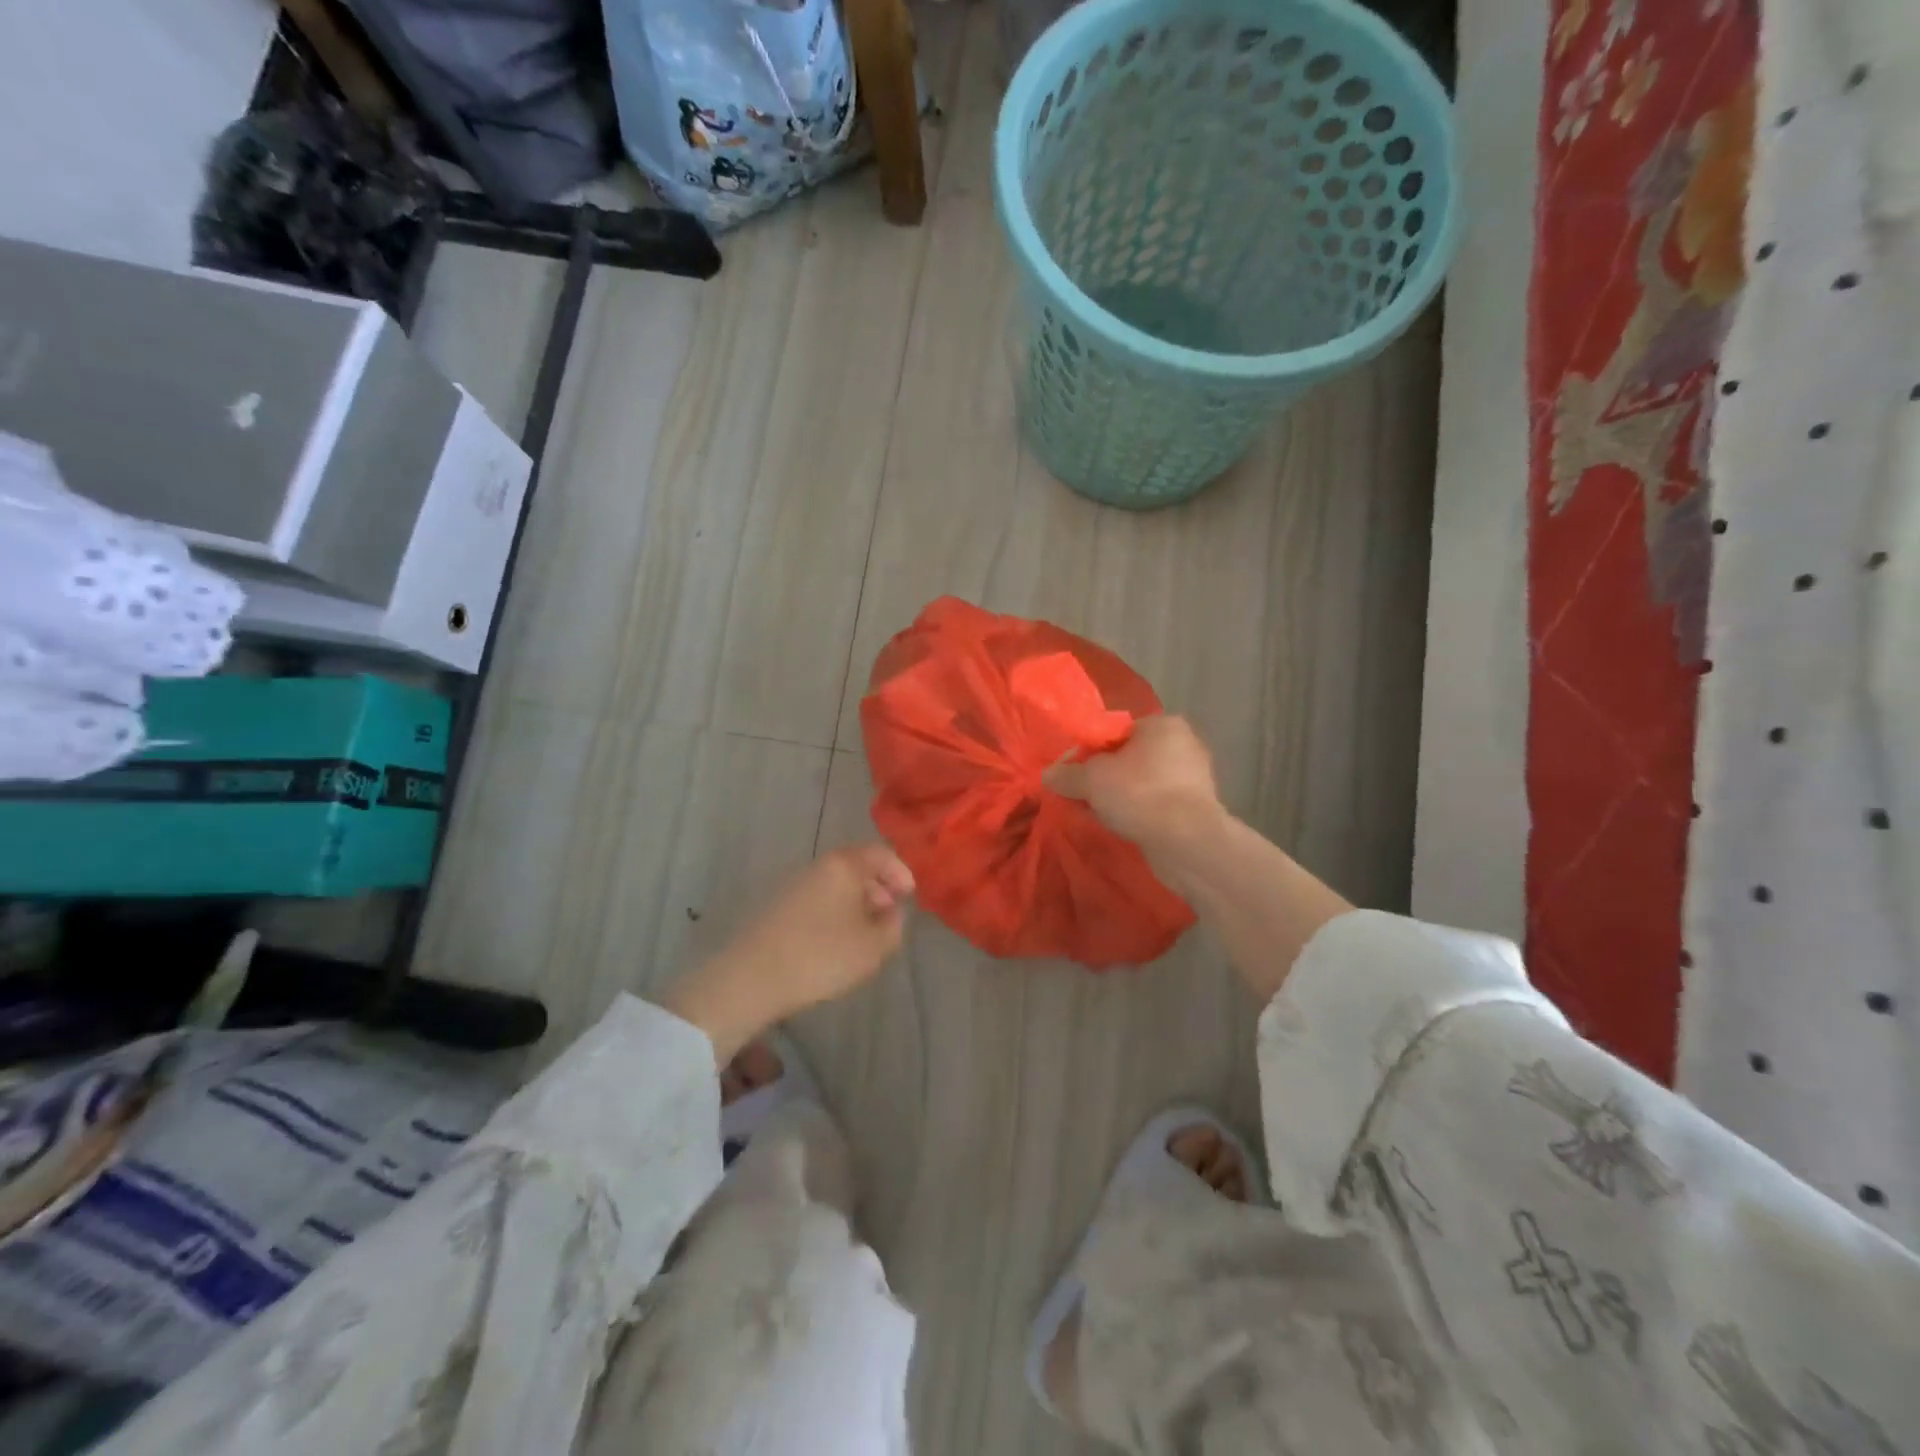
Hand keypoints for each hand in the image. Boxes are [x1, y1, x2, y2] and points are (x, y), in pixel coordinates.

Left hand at [663, 844, 913, 1063]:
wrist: (750, 978)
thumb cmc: (821, 956)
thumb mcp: (872, 947)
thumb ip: (893, 926)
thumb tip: (891, 913)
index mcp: (843, 865)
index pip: (880, 853)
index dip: (900, 872)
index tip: (910, 896)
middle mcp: (816, 866)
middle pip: (855, 867)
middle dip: (878, 888)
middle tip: (889, 915)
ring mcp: (792, 885)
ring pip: (834, 885)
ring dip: (854, 903)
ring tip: (864, 934)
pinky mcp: (774, 907)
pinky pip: (816, 900)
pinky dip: (833, 912)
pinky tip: (834, 942)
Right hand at [1044, 714, 1224, 850]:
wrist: (1187, 842)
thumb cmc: (1139, 794)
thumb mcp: (1091, 780)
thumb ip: (1067, 774)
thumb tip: (1048, 775)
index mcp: (1162, 725)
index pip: (1113, 732)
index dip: (1085, 752)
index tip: (1067, 774)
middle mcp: (1183, 744)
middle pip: (1127, 757)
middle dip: (1101, 777)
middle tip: (1078, 796)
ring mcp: (1193, 777)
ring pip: (1141, 782)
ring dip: (1118, 796)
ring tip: (1095, 814)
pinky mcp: (1196, 807)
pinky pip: (1155, 803)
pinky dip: (1137, 811)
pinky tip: (1120, 826)